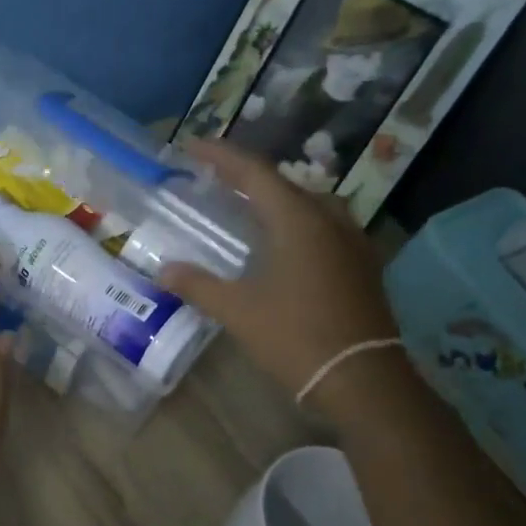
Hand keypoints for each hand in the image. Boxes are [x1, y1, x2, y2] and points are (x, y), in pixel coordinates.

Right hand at [160, 140, 402, 422]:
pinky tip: (283, 245)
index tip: (191, 146)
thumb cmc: (295, 337)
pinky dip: (297, 223)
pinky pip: (324, 227)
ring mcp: (352, 241)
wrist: (361, 379)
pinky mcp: (362, 265)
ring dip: (276, 200)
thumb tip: (163, 270)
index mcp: (298, 219)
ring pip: (309, 204)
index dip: (221, 155)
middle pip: (284, 183)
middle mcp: (329, 219)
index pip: (254, 172)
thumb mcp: (238, 311)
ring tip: (248, 209)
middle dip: (247, 177)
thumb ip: (198, 285)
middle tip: (215, 181)